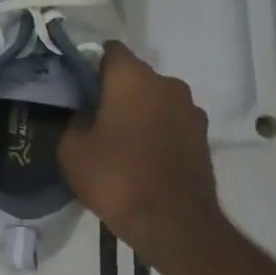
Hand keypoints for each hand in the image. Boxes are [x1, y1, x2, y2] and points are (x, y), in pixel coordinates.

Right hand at [60, 42, 227, 258]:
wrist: (174, 224)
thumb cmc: (116, 177)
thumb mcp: (72, 149)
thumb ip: (75, 120)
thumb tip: (86, 115)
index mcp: (133, 77)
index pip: (109, 50)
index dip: (90, 64)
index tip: (76, 87)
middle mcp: (168, 84)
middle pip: (134, 76)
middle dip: (114, 91)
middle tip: (93, 117)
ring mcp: (191, 111)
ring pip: (155, 101)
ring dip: (138, 113)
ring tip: (119, 142)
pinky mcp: (203, 137)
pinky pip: (170, 124)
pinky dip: (156, 133)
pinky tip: (141, 158)